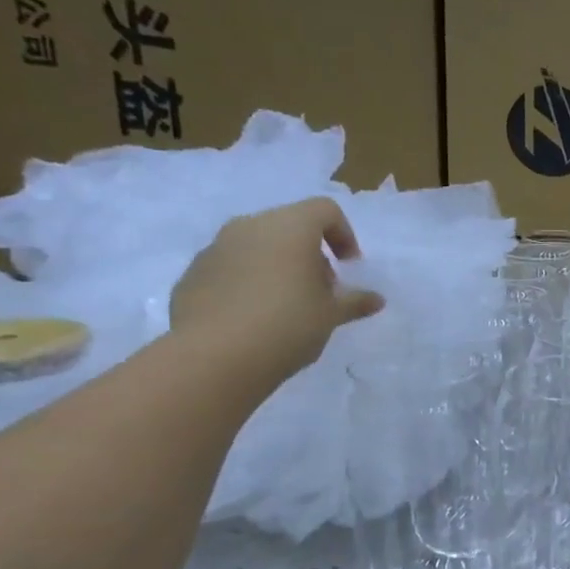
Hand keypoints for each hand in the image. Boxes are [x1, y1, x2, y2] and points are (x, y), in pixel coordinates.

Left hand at [170, 197, 383, 382]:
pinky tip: (256, 317)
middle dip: (311, 253)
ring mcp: (216, 248)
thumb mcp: (331, 315)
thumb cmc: (287, 325)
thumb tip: (376, 299)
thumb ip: (354, 301)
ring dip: (279, 266)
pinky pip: (232, 267)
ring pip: (258, 245)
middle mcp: (250, 227)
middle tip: (321, 290)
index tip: (349, 267)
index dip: (344, 235)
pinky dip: (250, 281)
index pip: (324, 210)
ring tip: (288, 306)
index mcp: (289, 228)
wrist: (214, 357)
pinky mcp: (193, 273)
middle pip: (289, 226)